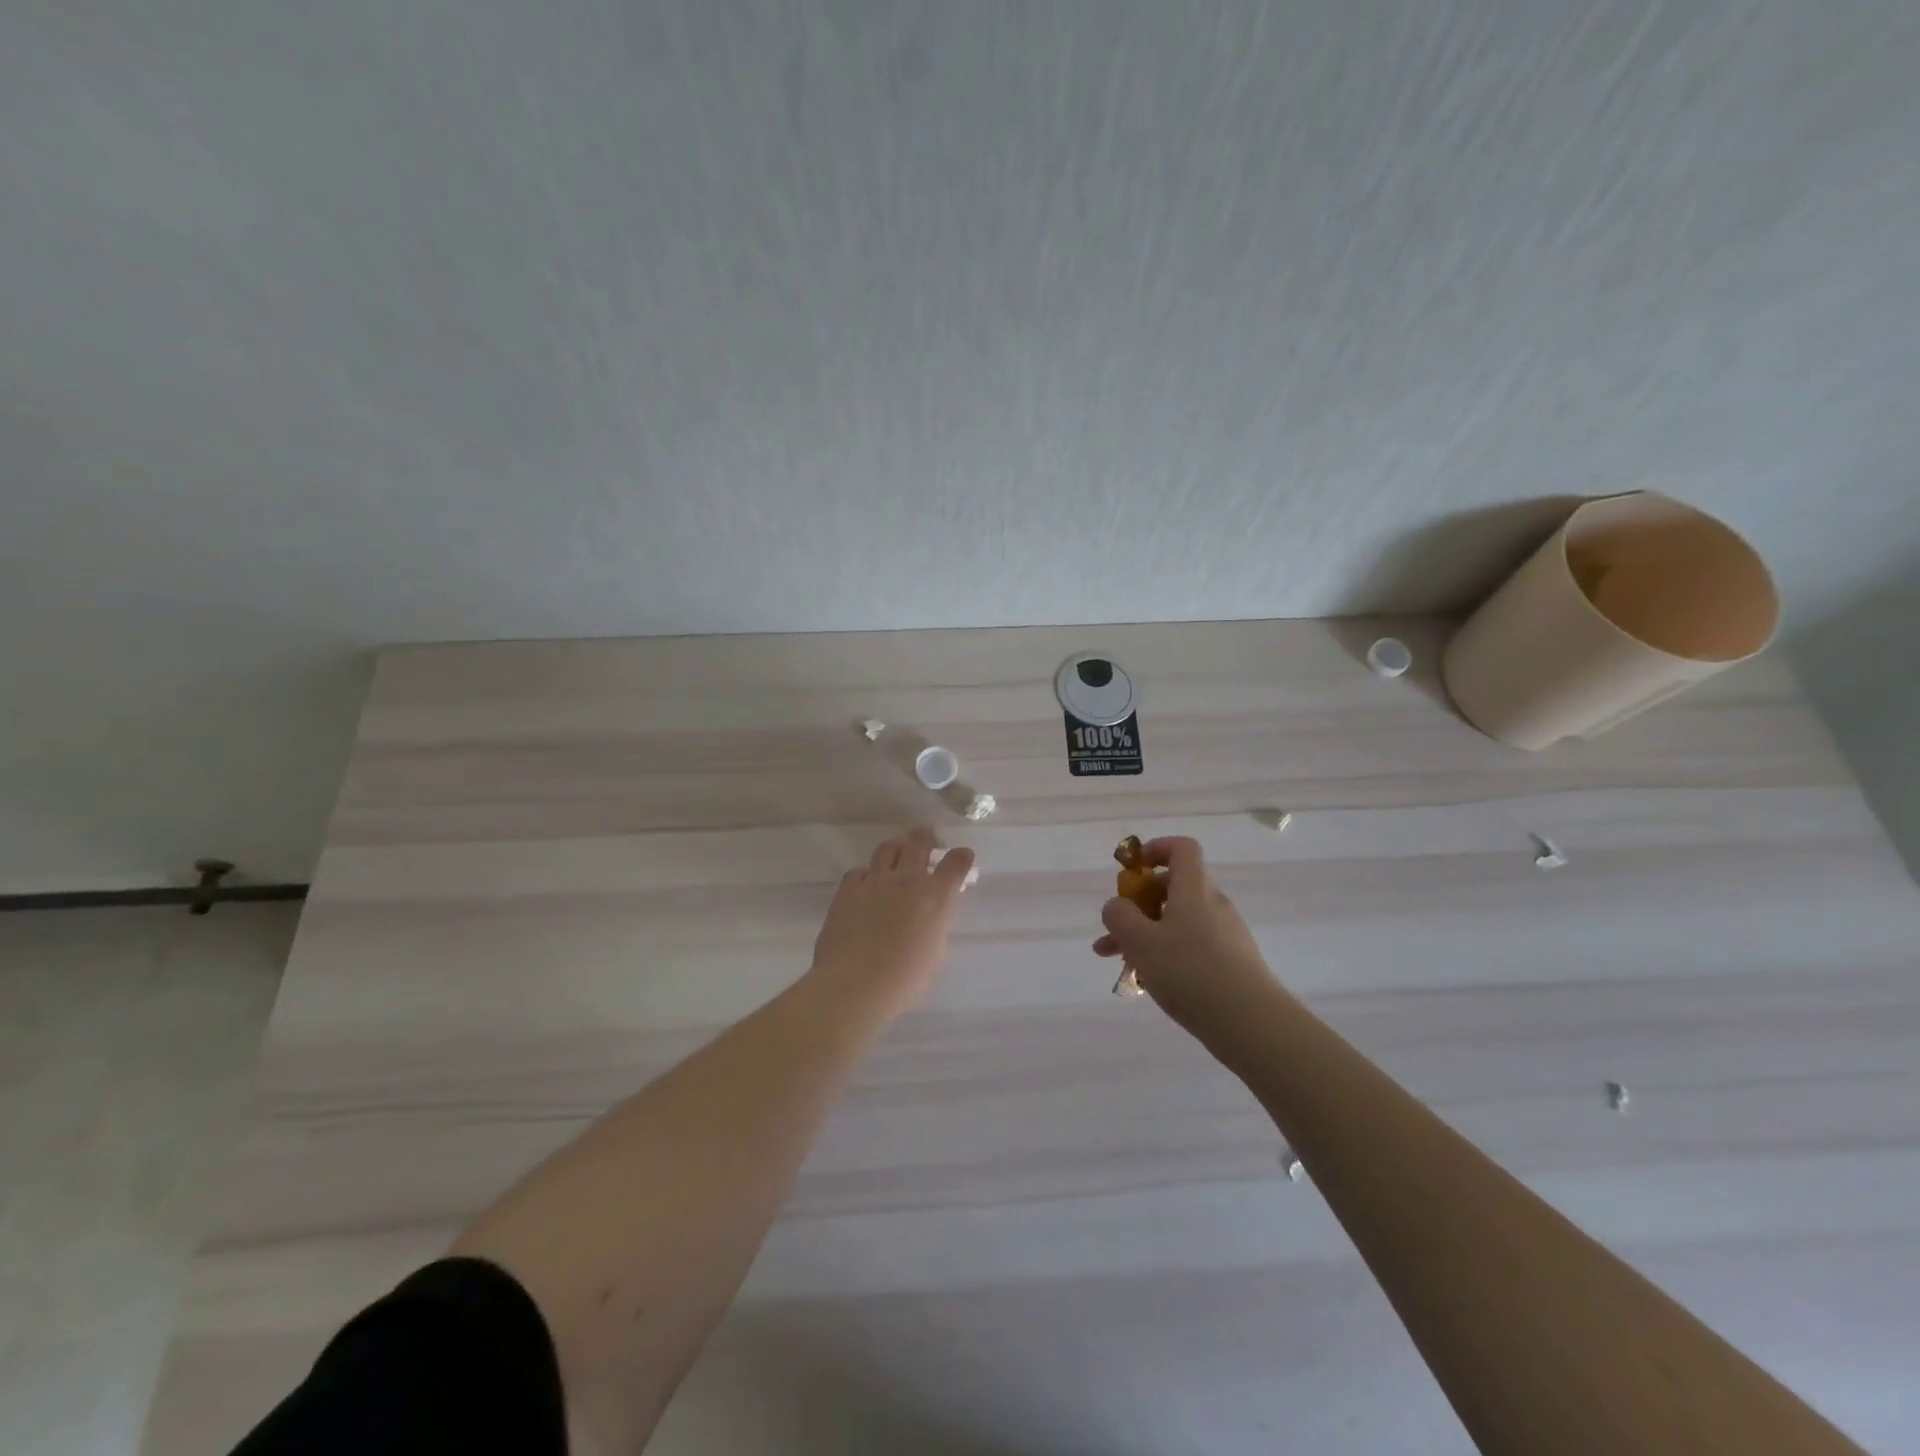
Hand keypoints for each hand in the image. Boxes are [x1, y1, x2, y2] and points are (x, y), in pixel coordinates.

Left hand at [807, 826, 974, 1020]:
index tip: (963, 856)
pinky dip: (866, 876)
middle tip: (925, 840)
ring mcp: (875, 881)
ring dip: (896, 849)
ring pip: (887, 848)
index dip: (961, 857)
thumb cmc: (903, 981)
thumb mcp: (933, 952)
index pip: (955, 864)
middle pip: (918, 842)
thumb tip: (929, 917)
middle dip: (925, 837)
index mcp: (935, 897)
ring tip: (896, 856)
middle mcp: (907, 880)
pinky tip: (865, 887)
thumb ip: (934, 925)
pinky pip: (859, 872)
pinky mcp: (848, 890)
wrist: (854, 985)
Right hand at [1092, 836, 1274, 1027]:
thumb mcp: (1140, 942)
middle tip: (1114, 927)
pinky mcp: (1232, 962)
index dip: (1155, 849)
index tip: (1132, 870)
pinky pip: (1192, 945)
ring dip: (1146, 933)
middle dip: (1138, 903)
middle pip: (1174, 887)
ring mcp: (1226, 934)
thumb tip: (1117, 905)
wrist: (1252, 1023)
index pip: (1181, 848)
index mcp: (1194, 889)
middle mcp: (1213, 904)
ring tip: (1118, 961)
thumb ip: (1120, 916)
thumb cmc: (1190, 972)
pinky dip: (1167, 954)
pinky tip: (1149, 981)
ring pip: (1178, 921)